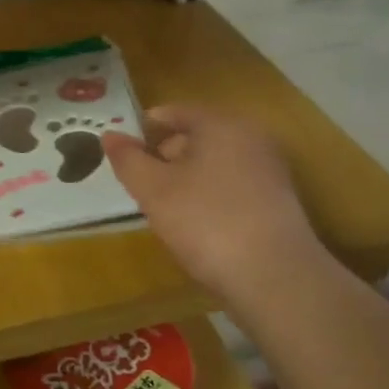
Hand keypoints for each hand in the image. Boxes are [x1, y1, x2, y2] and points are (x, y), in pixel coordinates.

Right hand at [102, 106, 322, 298]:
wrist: (274, 277)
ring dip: (188, 177)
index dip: (146, 126)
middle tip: (140, 181)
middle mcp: (252, 138)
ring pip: (216, 163)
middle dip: (166, 154)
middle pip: (198, 136)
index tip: (123, 147)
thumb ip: (128, 159)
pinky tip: (196, 223)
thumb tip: (110, 135)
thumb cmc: (206, 221)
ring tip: (164, 206)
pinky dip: (210, 195)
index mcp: (222, 125)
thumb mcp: (153, 190)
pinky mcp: (278, 202)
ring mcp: (270, 170)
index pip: (176, 112)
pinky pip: (233, 185)